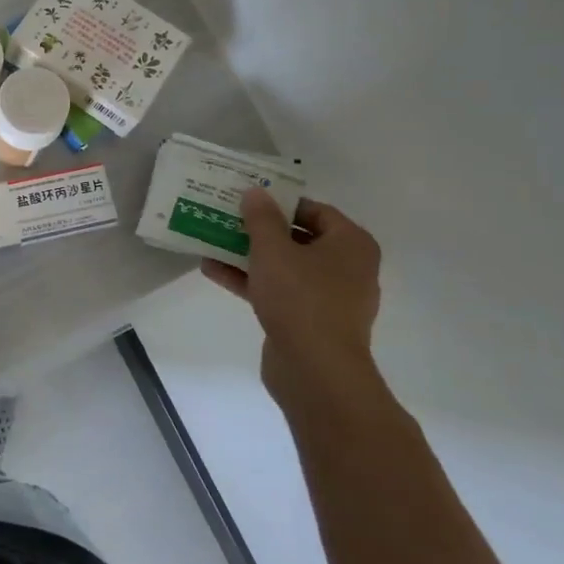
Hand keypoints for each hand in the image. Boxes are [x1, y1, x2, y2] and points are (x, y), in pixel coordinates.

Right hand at [202, 192, 382, 412]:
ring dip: (249, 255)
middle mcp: (347, 268)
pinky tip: (213, 271)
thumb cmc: (301, 298)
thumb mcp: (273, 249)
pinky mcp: (310, 322)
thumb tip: (255, 192)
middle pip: (298, 238)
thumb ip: (261, 218)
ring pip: (285, 266)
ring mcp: (329, 298)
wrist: (316, 371)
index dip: (279, 202)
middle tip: (227, 217)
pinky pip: (279, 292)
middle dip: (260, 230)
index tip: (247, 199)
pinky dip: (251, 281)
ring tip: (212, 241)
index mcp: (351, 244)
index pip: (314, 210)